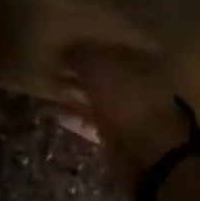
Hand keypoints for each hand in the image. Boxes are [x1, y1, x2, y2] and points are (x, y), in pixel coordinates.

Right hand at [57, 43, 194, 184]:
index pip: (113, 47)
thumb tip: (66, 50)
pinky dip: (77, 117)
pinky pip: (95, 122)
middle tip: (53, 67)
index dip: (88, 46)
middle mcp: (141, 83)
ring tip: (50, 88)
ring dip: (76, 94)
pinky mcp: (121, 138)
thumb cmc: (128, 101)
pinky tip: (58, 114)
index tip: (63, 47)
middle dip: (80, 71)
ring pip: (99, 98)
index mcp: (144, 60)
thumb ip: (82, 55)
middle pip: (106, 73)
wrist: (149, 154)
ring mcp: (132, 113)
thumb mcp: (100, 68)